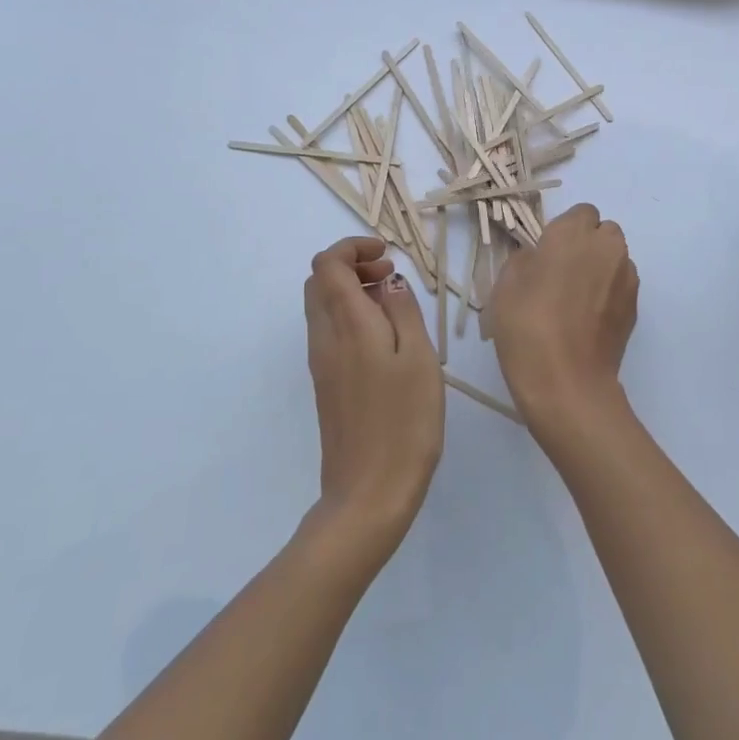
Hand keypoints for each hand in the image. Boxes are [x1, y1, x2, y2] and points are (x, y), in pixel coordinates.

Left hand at [303, 237, 443, 548]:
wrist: (369, 491)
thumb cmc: (405, 422)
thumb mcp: (419, 358)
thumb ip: (403, 311)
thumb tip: (388, 282)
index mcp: (347, 325)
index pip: (327, 264)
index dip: (352, 248)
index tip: (387, 256)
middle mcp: (325, 338)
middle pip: (319, 282)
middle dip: (352, 265)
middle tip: (391, 276)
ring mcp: (321, 363)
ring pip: (323, 307)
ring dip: (353, 292)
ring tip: (395, 305)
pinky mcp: (326, 384)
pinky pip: (331, 332)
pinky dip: (352, 317)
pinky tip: (386, 339)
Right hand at [485, 204, 638, 443]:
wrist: (567, 381)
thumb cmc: (527, 326)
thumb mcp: (505, 285)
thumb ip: (525, 259)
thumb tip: (539, 258)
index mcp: (573, 234)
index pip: (580, 213)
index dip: (564, 231)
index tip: (546, 254)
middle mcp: (607, 247)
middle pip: (604, 232)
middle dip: (588, 245)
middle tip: (562, 273)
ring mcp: (627, 278)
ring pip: (616, 259)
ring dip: (601, 268)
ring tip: (576, 300)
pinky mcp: (635, 307)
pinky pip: (622, 286)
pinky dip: (609, 294)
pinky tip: (588, 320)